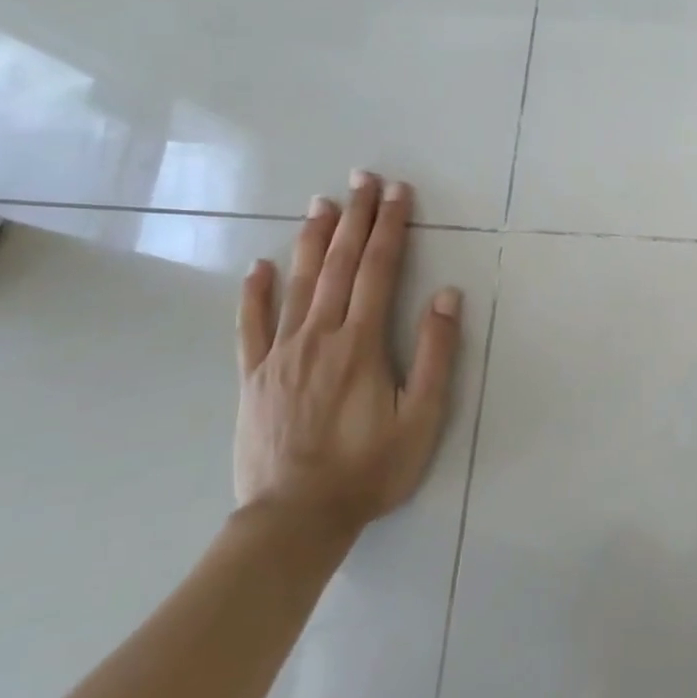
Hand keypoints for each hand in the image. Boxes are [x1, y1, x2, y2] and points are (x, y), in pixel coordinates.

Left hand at [234, 171, 462, 535]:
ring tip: (321, 203)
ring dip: (311, 239)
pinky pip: (251, 326)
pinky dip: (254, 293)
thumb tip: (445, 295)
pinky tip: (258, 266)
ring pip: (297, 284)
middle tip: (362, 178)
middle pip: (338, 264)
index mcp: (361, 343)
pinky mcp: (254, 377)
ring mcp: (280, 354)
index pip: (379, 270)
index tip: (398, 192)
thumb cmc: (370, 468)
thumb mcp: (422, 416)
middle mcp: (318, 336)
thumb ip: (435, 353)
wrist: (294, 519)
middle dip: (354, 218)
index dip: (391, 227)